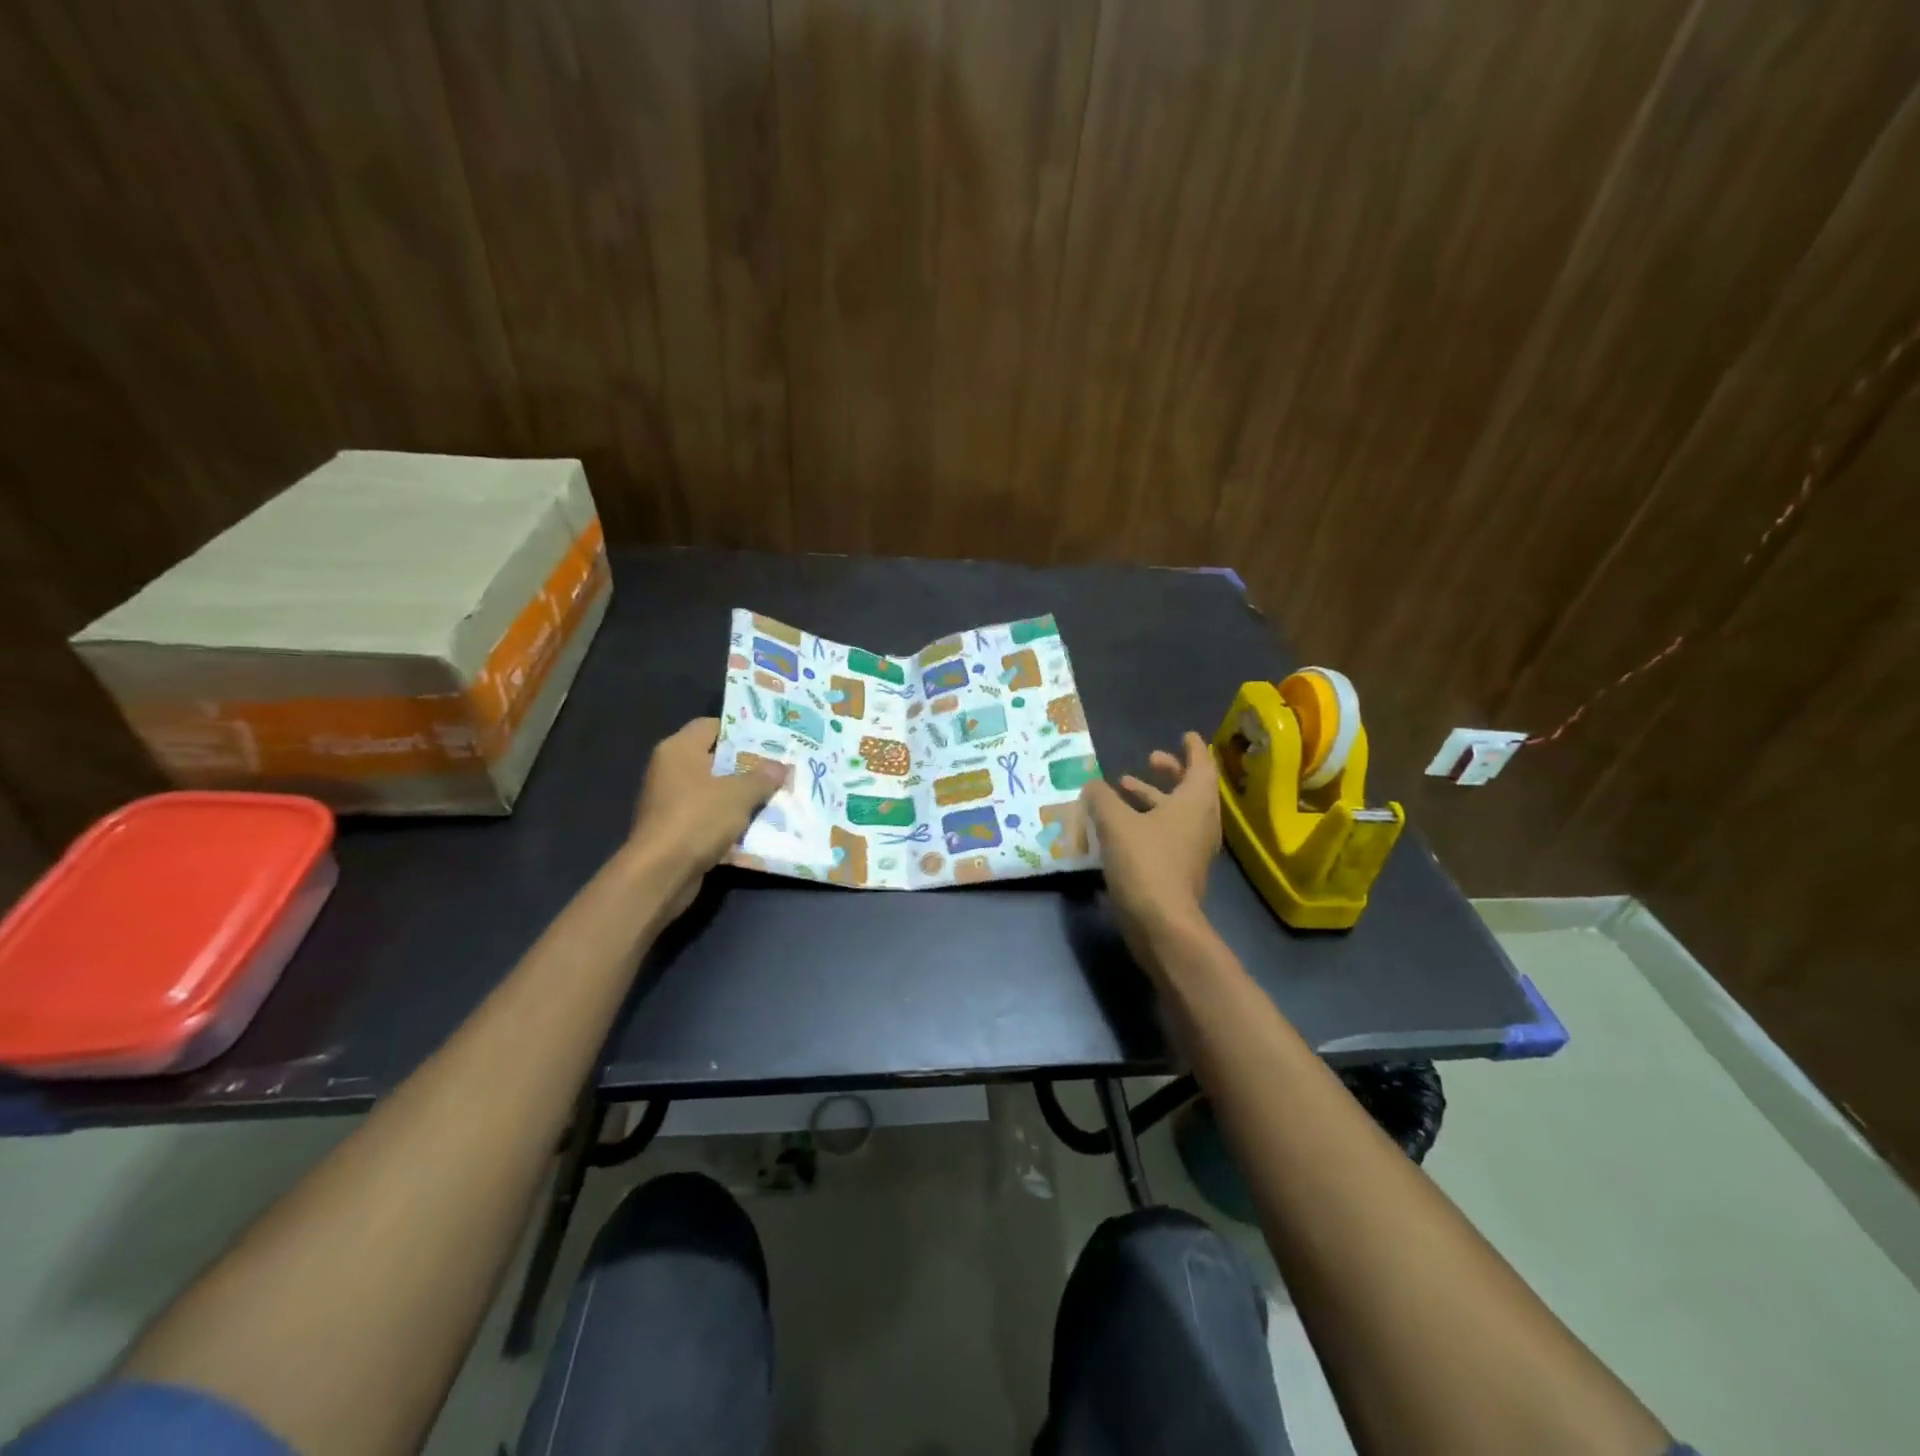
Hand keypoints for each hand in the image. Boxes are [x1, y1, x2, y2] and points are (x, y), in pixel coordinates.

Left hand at [628, 718, 784, 912]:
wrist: (661, 873)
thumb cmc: (697, 819)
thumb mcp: (739, 794)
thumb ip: (762, 777)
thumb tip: (781, 767)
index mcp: (679, 750)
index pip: (712, 726)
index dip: (741, 731)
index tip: (771, 741)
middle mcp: (671, 770)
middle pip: (715, 759)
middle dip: (747, 766)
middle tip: (780, 769)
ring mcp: (671, 801)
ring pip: (715, 791)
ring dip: (742, 796)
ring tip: (776, 796)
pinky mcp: (675, 829)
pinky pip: (710, 816)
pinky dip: (730, 820)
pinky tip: (758, 825)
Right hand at [1081, 732, 1219, 969]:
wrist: (1162, 923)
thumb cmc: (1145, 863)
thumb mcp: (1115, 823)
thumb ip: (1102, 798)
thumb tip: (1092, 785)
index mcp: (1195, 802)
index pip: (1201, 764)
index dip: (1192, 748)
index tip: (1183, 735)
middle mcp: (1201, 821)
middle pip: (1191, 787)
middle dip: (1170, 771)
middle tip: (1150, 759)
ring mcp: (1193, 848)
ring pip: (1177, 811)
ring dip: (1154, 796)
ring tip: (1123, 787)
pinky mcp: (1180, 868)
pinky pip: (1168, 832)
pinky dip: (1149, 820)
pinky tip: (1119, 824)